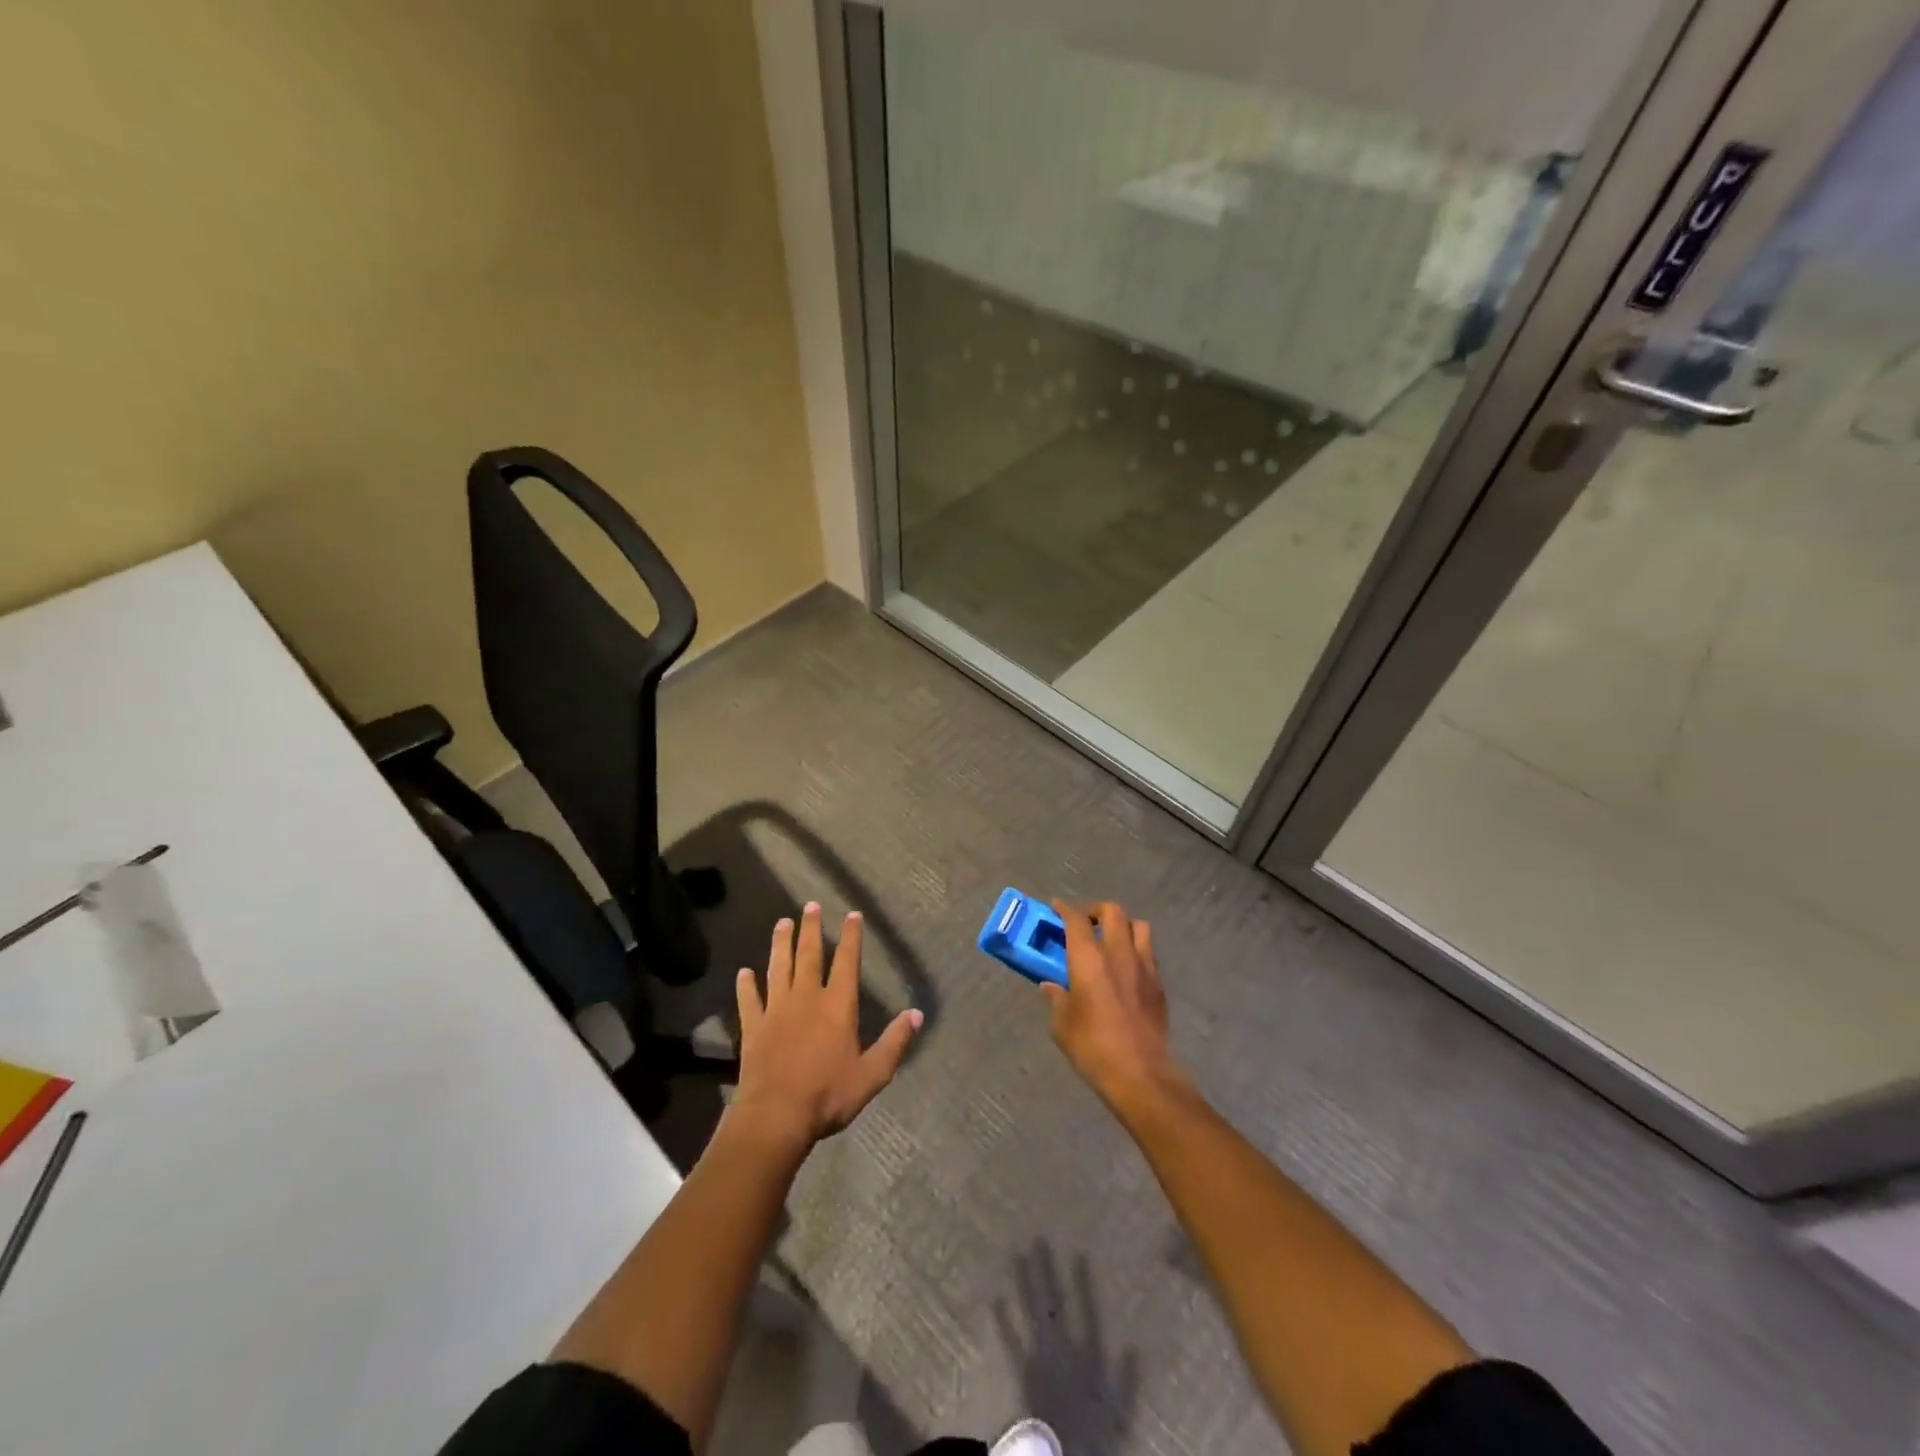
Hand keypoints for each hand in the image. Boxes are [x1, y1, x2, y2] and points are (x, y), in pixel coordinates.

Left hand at [731, 903, 921, 1147]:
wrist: (776, 1116)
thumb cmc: (828, 1095)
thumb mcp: (872, 1074)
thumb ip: (895, 1042)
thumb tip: (916, 1014)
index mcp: (838, 1006)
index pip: (847, 962)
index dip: (851, 937)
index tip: (851, 914)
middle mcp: (807, 998)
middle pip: (809, 956)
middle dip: (811, 929)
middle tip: (810, 906)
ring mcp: (777, 1010)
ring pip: (779, 968)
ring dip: (781, 944)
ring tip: (782, 923)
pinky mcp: (754, 1027)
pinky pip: (749, 1000)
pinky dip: (747, 985)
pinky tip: (744, 972)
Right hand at [1045, 901, 1188, 1113]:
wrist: (1140, 1074)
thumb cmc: (1092, 1046)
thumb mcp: (1062, 1024)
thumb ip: (1057, 998)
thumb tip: (1051, 987)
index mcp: (1089, 958)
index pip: (1076, 919)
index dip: (1064, 909)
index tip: (1056, 907)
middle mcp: (1118, 952)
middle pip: (1112, 911)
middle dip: (1096, 910)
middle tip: (1084, 923)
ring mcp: (1144, 966)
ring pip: (1138, 926)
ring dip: (1122, 926)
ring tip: (1110, 941)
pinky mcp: (1159, 984)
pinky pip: (1148, 952)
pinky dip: (1136, 950)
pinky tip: (1126, 969)